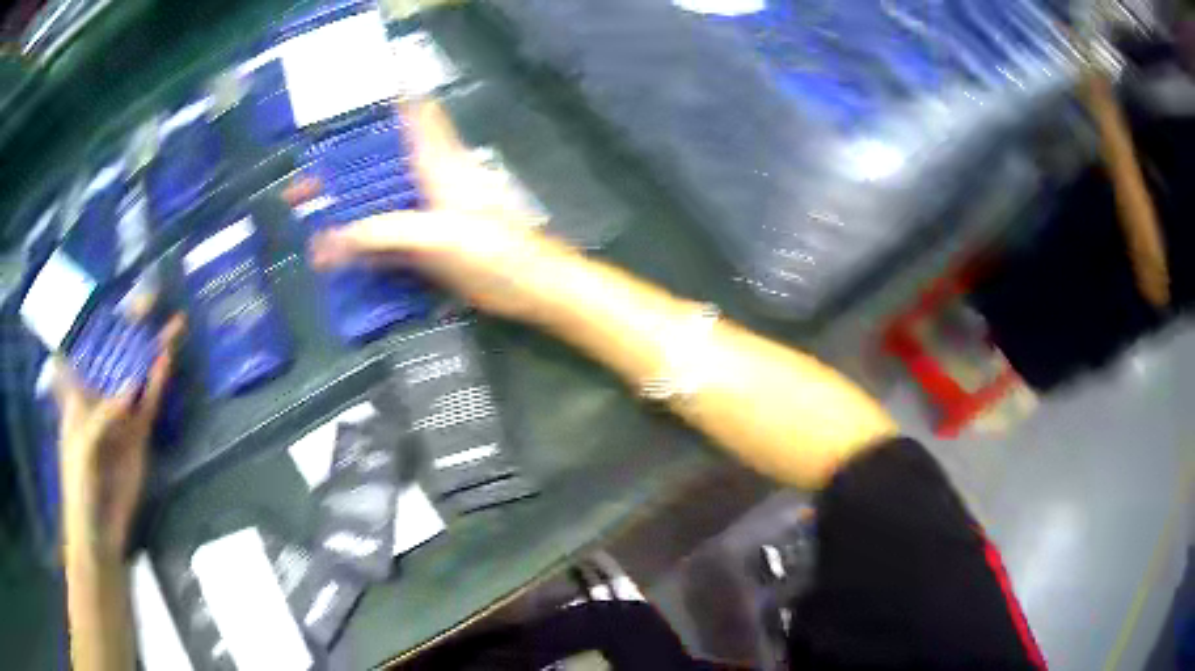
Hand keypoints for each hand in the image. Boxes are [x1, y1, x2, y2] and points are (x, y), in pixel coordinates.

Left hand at [56, 314, 184, 555]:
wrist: (101, 531)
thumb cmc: (79, 485)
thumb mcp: (82, 448)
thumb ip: (102, 418)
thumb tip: (131, 390)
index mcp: (77, 392)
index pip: (84, 346)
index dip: (95, 317)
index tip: (109, 290)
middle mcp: (99, 395)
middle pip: (115, 353)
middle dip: (131, 325)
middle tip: (152, 294)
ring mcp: (121, 415)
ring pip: (137, 373)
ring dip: (152, 349)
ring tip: (172, 322)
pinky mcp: (139, 435)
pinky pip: (150, 402)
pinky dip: (158, 382)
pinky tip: (168, 359)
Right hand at [304, 100, 566, 318]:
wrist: (530, 289)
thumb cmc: (495, 252)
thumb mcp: (438, 237)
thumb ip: (384, 233)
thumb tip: (326, 241)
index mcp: (437, 161)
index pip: (410, 113)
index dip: (380, 104)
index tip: (338, 109)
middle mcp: (428, 178)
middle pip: (379, 161)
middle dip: (339, 169)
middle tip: (298, 188)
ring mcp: (426, 211)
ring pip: (377, 199)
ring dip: (344, 208)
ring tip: (306, 220)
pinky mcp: (426, 242)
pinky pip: (384, 235)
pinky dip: (359, 241)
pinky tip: (335, 254)